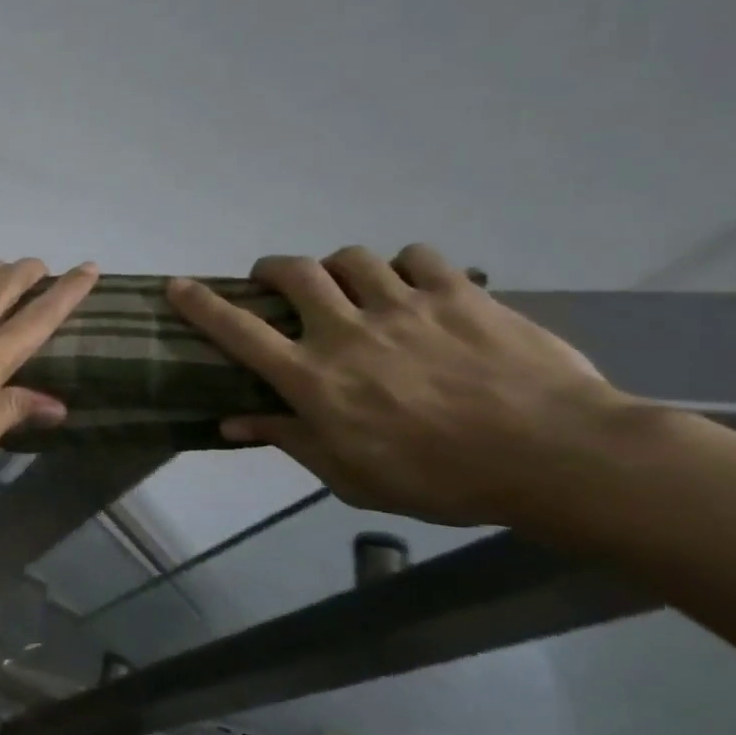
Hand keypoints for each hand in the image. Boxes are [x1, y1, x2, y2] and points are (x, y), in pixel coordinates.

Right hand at [167, 244, 634, 524]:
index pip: (238, 330)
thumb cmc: (440, 478)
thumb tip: (230, 423)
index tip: (177, 285)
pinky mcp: (459, 294)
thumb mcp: (350, 475)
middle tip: (274, 281)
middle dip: (273, 270)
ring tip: (349, 284)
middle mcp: (346, 331)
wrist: (558, 457)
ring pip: (352, 258)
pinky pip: (418, 257)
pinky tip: (412, 284)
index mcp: (312, 377)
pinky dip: (403, 265)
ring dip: (338, 267)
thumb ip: (289, 439)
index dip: (200, 304)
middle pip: (293, 273)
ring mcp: (404, 306)